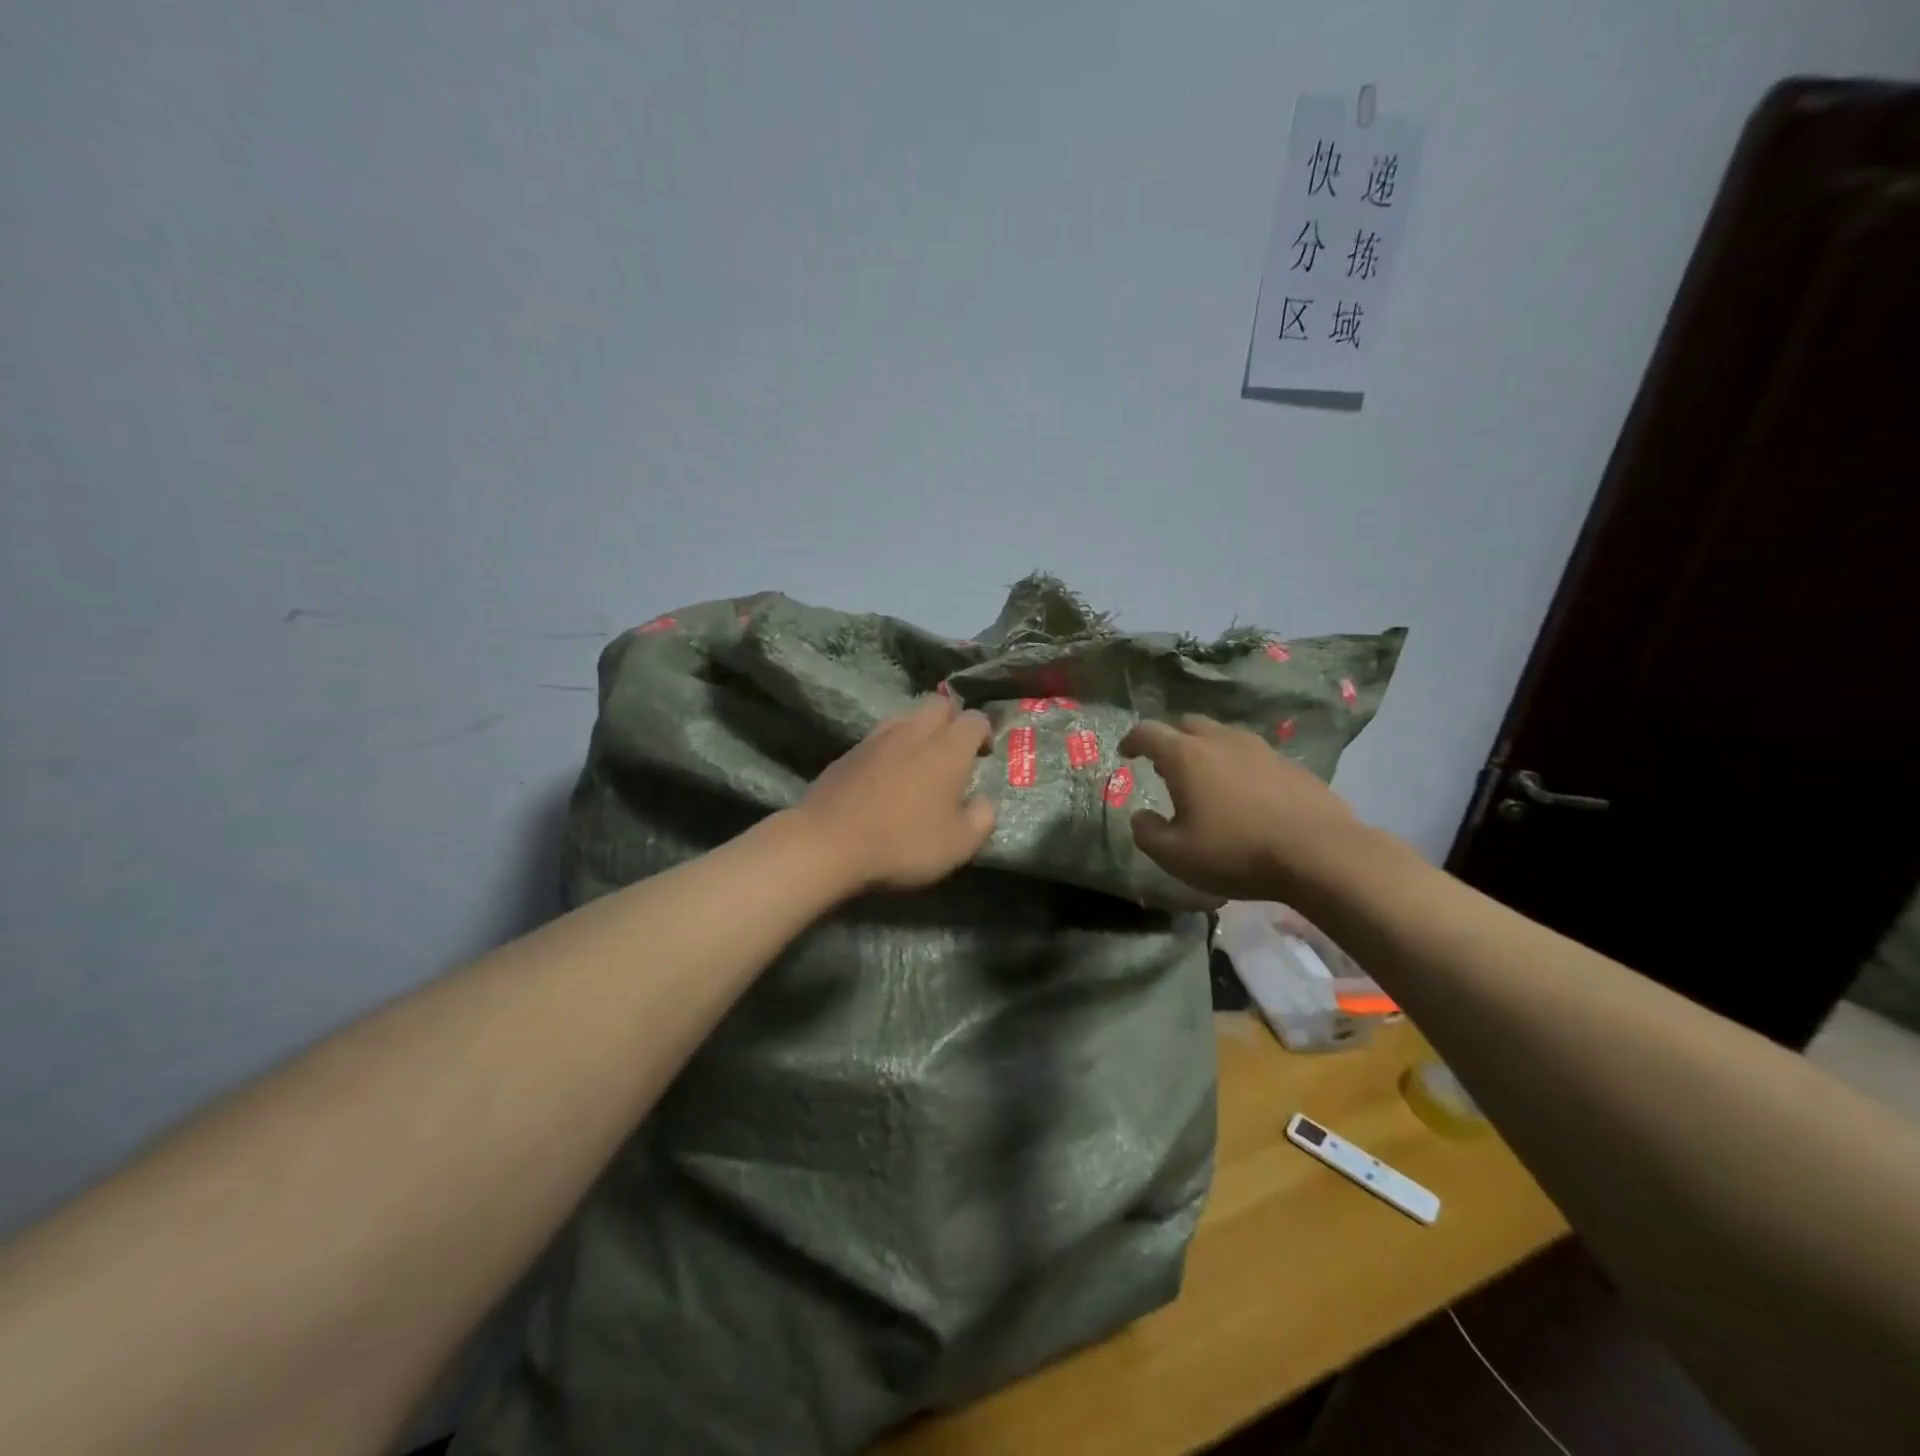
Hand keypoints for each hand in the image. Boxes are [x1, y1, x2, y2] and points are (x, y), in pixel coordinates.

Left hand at [795, 696, 996, 893]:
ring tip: (921, 760)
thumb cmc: (903, 843)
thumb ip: (982, 819)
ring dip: (920, 729)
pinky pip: (880, 736)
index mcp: (948, 749)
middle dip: (952, 720)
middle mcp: (914, 732)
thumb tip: (985, 802)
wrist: (827, 843)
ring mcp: (877, 738)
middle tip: (955, 752)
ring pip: (907, 716)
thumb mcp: (958, 845)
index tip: (984, 756)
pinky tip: (888, 773)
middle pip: (939, 705)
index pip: (975, 719)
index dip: (984, 733)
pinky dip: (892, 746)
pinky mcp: (849, 752)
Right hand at [1119, 715, 1367, 903]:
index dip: (1132, 740)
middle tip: (1166, 766)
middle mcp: (1221, 741)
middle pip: (1188, 724)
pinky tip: (1246, 796)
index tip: (1126, 753)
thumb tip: (1140, 817)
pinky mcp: (1291, 764)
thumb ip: (1147, 833)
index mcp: (1186, 757)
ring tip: (1206, 781)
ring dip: (1207, 751)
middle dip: (1171, 739)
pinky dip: (1239, 766)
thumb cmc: (1237, 852)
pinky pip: (1253, 755)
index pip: (1148, 732)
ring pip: (1224, 736)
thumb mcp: (1176, 855)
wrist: (1321, 854)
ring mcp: (1260, 749)